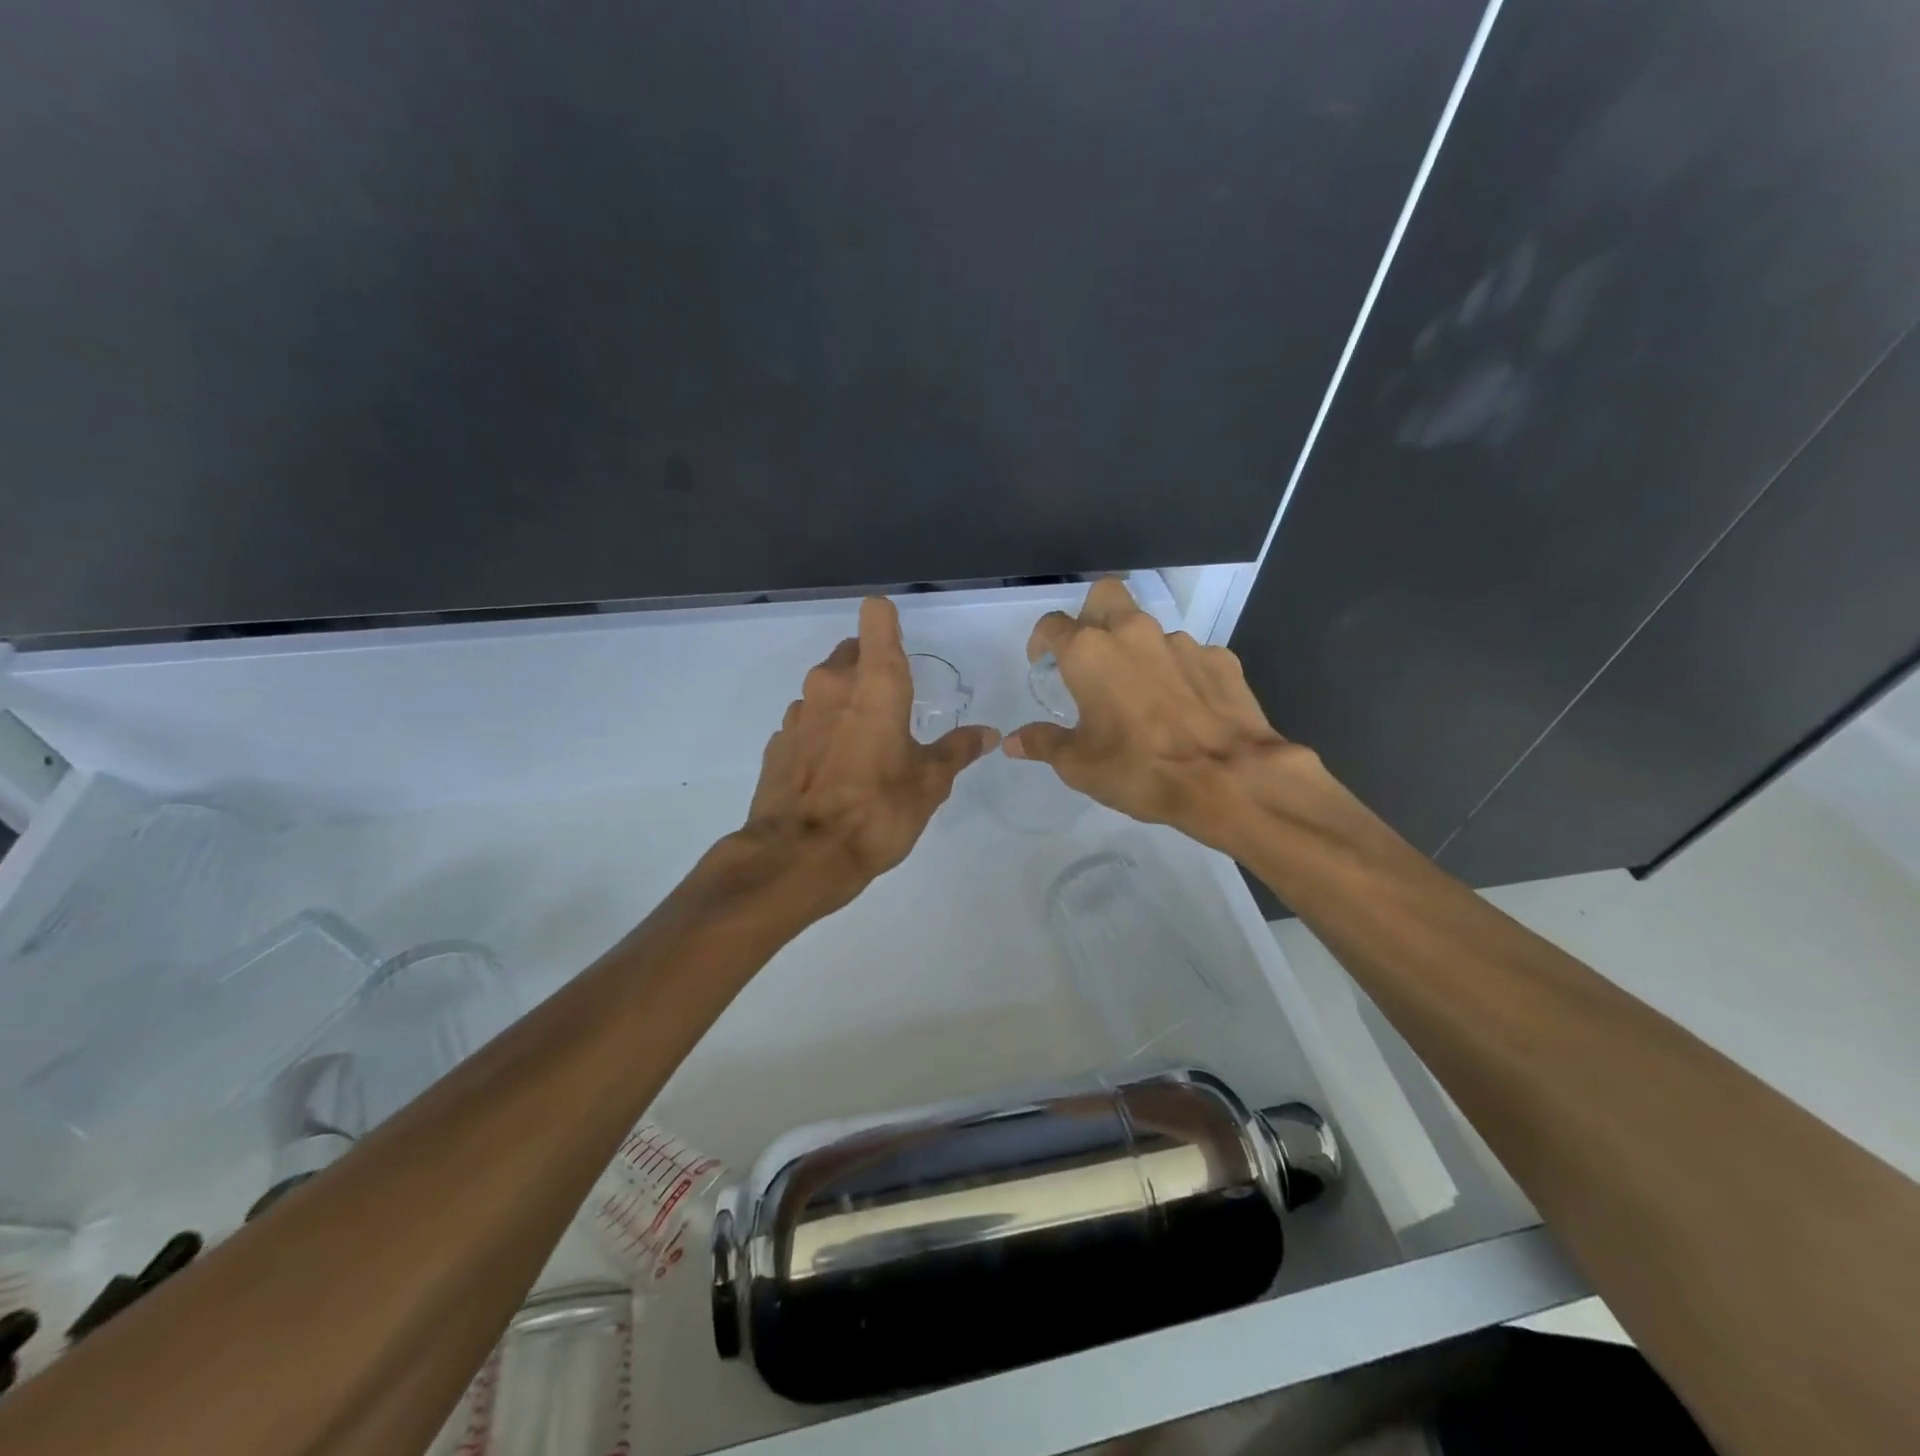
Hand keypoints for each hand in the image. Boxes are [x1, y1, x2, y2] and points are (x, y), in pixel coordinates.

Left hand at [744, 597, 999, 904]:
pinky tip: (834, 771)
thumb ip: (957, 750)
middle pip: (852, 651)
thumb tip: (988, 733)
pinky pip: (807, 722)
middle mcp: (831, 684)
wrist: (800, 857)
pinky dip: (822, 733)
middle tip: (894, 709)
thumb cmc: (877, 811)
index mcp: (875, 683)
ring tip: (865, 747)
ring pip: (827, 688)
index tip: (902, 645)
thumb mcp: (929, 784)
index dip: (890, 621)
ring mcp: (798, 712)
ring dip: (846, 703)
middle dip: (872, 668)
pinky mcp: (778, 742)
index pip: (877, 617)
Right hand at [1004, 580, 1307, 851]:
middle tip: (1090, 654)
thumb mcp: (1079, 765)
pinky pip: (1189, 655)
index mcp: (1090, 653)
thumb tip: (1012, 741)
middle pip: (1105, 597)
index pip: (1053, 625)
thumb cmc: (1139, 769)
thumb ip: (1043, 743)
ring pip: (1150, 630)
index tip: (1042, 661)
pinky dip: (1178, 672)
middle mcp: (1133, 634)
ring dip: (1138, 651)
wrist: (1228, 778)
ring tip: (1142, 694)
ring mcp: (1182, 643)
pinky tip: (1183, 706)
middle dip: (1092, 615)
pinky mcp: (1221, 659)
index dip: (1041, 640)